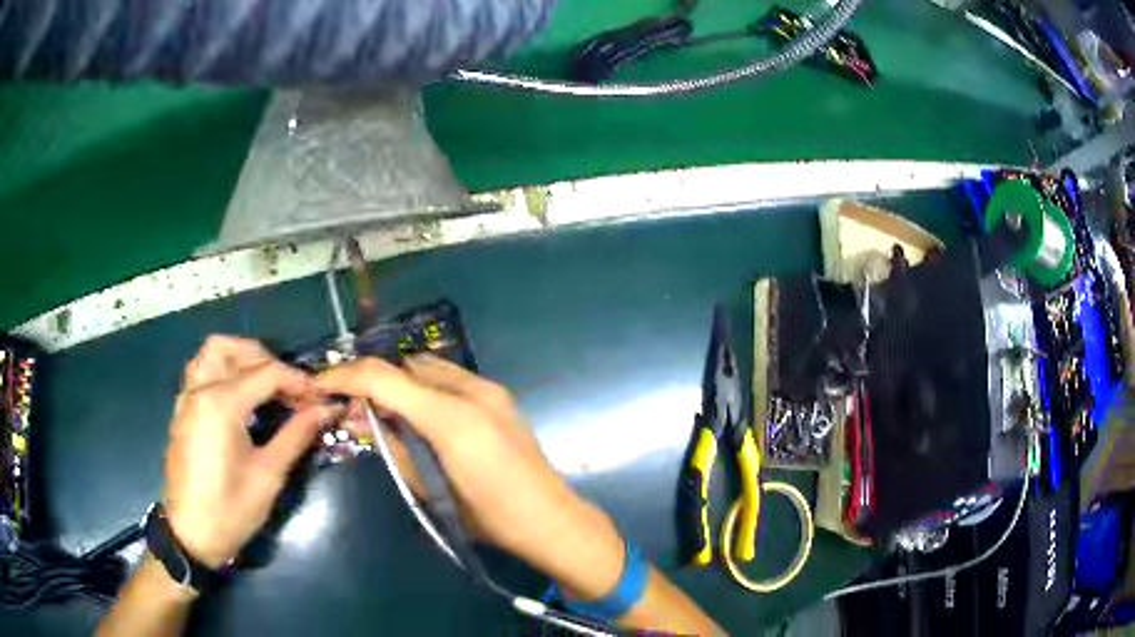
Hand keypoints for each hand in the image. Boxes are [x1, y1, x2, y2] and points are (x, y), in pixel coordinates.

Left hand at [163, 336, 337, 568]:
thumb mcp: (268, 475)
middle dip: (267, 361)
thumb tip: (326, 410)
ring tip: (264, 385)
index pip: (267, 373)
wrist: (191, 534)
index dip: (298, 381)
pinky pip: (202, 370)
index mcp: (221, 403)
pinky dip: (224, 369)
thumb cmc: (231, 509)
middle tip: (290, 389)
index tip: (321, 397)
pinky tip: (240, 398)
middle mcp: (201, 389)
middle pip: (235, 349)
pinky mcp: (183, 409)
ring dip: (241, 358)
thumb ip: (296, 435)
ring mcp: (187, 397)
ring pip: (212, 352)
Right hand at [318, 355, 626, 600]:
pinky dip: (425, 387)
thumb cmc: (487, 517)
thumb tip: (358, 420)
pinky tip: (418, 415)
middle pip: (405, 365)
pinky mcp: (500, 397)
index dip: (346, 376)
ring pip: (429, 367)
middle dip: (374, 379)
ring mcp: (490, 389)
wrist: (550, 519)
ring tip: (384, 411)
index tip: (321, 383)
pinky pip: (450, 379)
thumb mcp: (430, 489)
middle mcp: (471, 390)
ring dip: (400, 381)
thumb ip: (392, 448)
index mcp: (450, 416)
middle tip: (355, 407)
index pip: (384, 378)